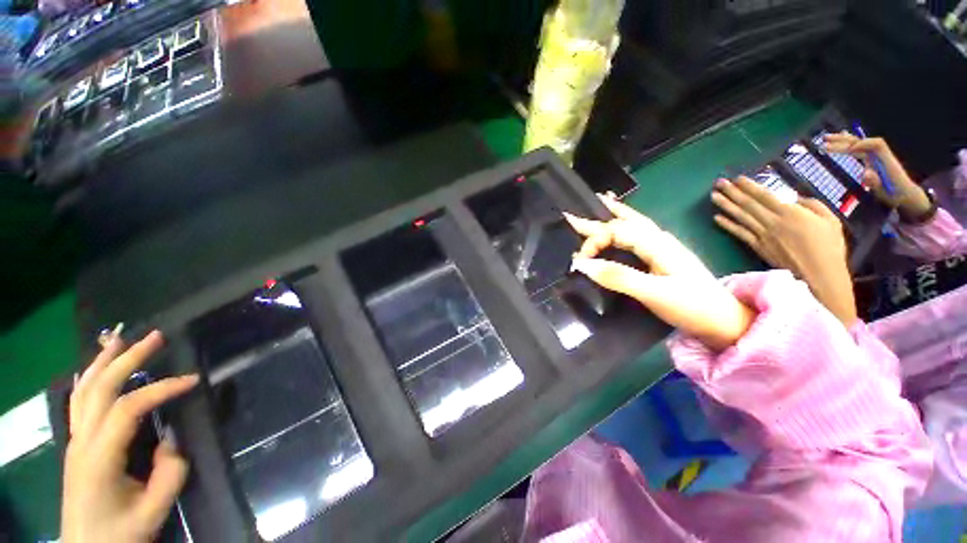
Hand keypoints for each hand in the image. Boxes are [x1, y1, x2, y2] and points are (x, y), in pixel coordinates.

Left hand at [62, 331, 197, 542]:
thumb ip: (169, 474)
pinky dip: (89, 378)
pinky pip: (79, 402)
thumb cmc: (120, 534)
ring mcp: (75, 441)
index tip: (193, 380)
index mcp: (98, 457)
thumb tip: (171, 441)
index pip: (128, 408)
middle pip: (99, 388)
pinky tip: (97, 368)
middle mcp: (82, 441)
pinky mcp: (76, 444)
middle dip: (127, 359)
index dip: (161, 389)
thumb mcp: (152, 511)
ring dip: (103, 361)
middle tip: (155, 336)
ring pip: (83, 390)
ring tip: (120, 339)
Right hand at [564, 193, 754, 350]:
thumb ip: (617, 276)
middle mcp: (658, 239)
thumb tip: (582, 265)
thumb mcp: (653, 293)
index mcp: (656, 243)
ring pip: (632, 224)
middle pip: (622, 222)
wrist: (726, 322)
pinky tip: (621, 225)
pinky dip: (625, 224)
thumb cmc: (692, 307)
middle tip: (571, 216)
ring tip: (599, 202)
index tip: (577, 262)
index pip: (615, 232)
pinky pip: (638, 234)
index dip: (592, 242)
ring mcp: (662, 247)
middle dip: (596, 219)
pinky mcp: (662, 258)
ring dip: (613, 214)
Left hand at [711, 177, 857, 325]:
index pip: (765, 196)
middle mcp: (772, 222)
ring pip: (741, 217)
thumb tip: (795, 198)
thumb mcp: (830, 220)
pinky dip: (728, 225)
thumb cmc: (829, 248)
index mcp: (791, 213)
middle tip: (718, 182)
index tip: (737, 178)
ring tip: (713, 196)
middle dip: (732, 192)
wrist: (819, 275)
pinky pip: (740, 234)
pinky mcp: (757, 247)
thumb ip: (812, 205)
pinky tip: (717, 218)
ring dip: (726, 205)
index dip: (749, 187)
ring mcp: (763, 236)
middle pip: (748, 204)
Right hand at [824, 132, 931, 217]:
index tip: (848, 150)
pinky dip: (848, 143)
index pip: (875, 144)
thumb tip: (865, 173)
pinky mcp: (871, 160)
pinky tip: (841, 138)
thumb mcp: (885, 191)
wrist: (904, 194)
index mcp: (885, 160)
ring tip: (826, 138)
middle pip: (862, 142)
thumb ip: (875, 182)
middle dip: (844, 141)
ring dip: (842, 140)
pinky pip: (858, 149)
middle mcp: (879, 155)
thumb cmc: (894, 194)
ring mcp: (875, 157)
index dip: (863, 144)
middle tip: (825, 141)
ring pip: (858, 143)